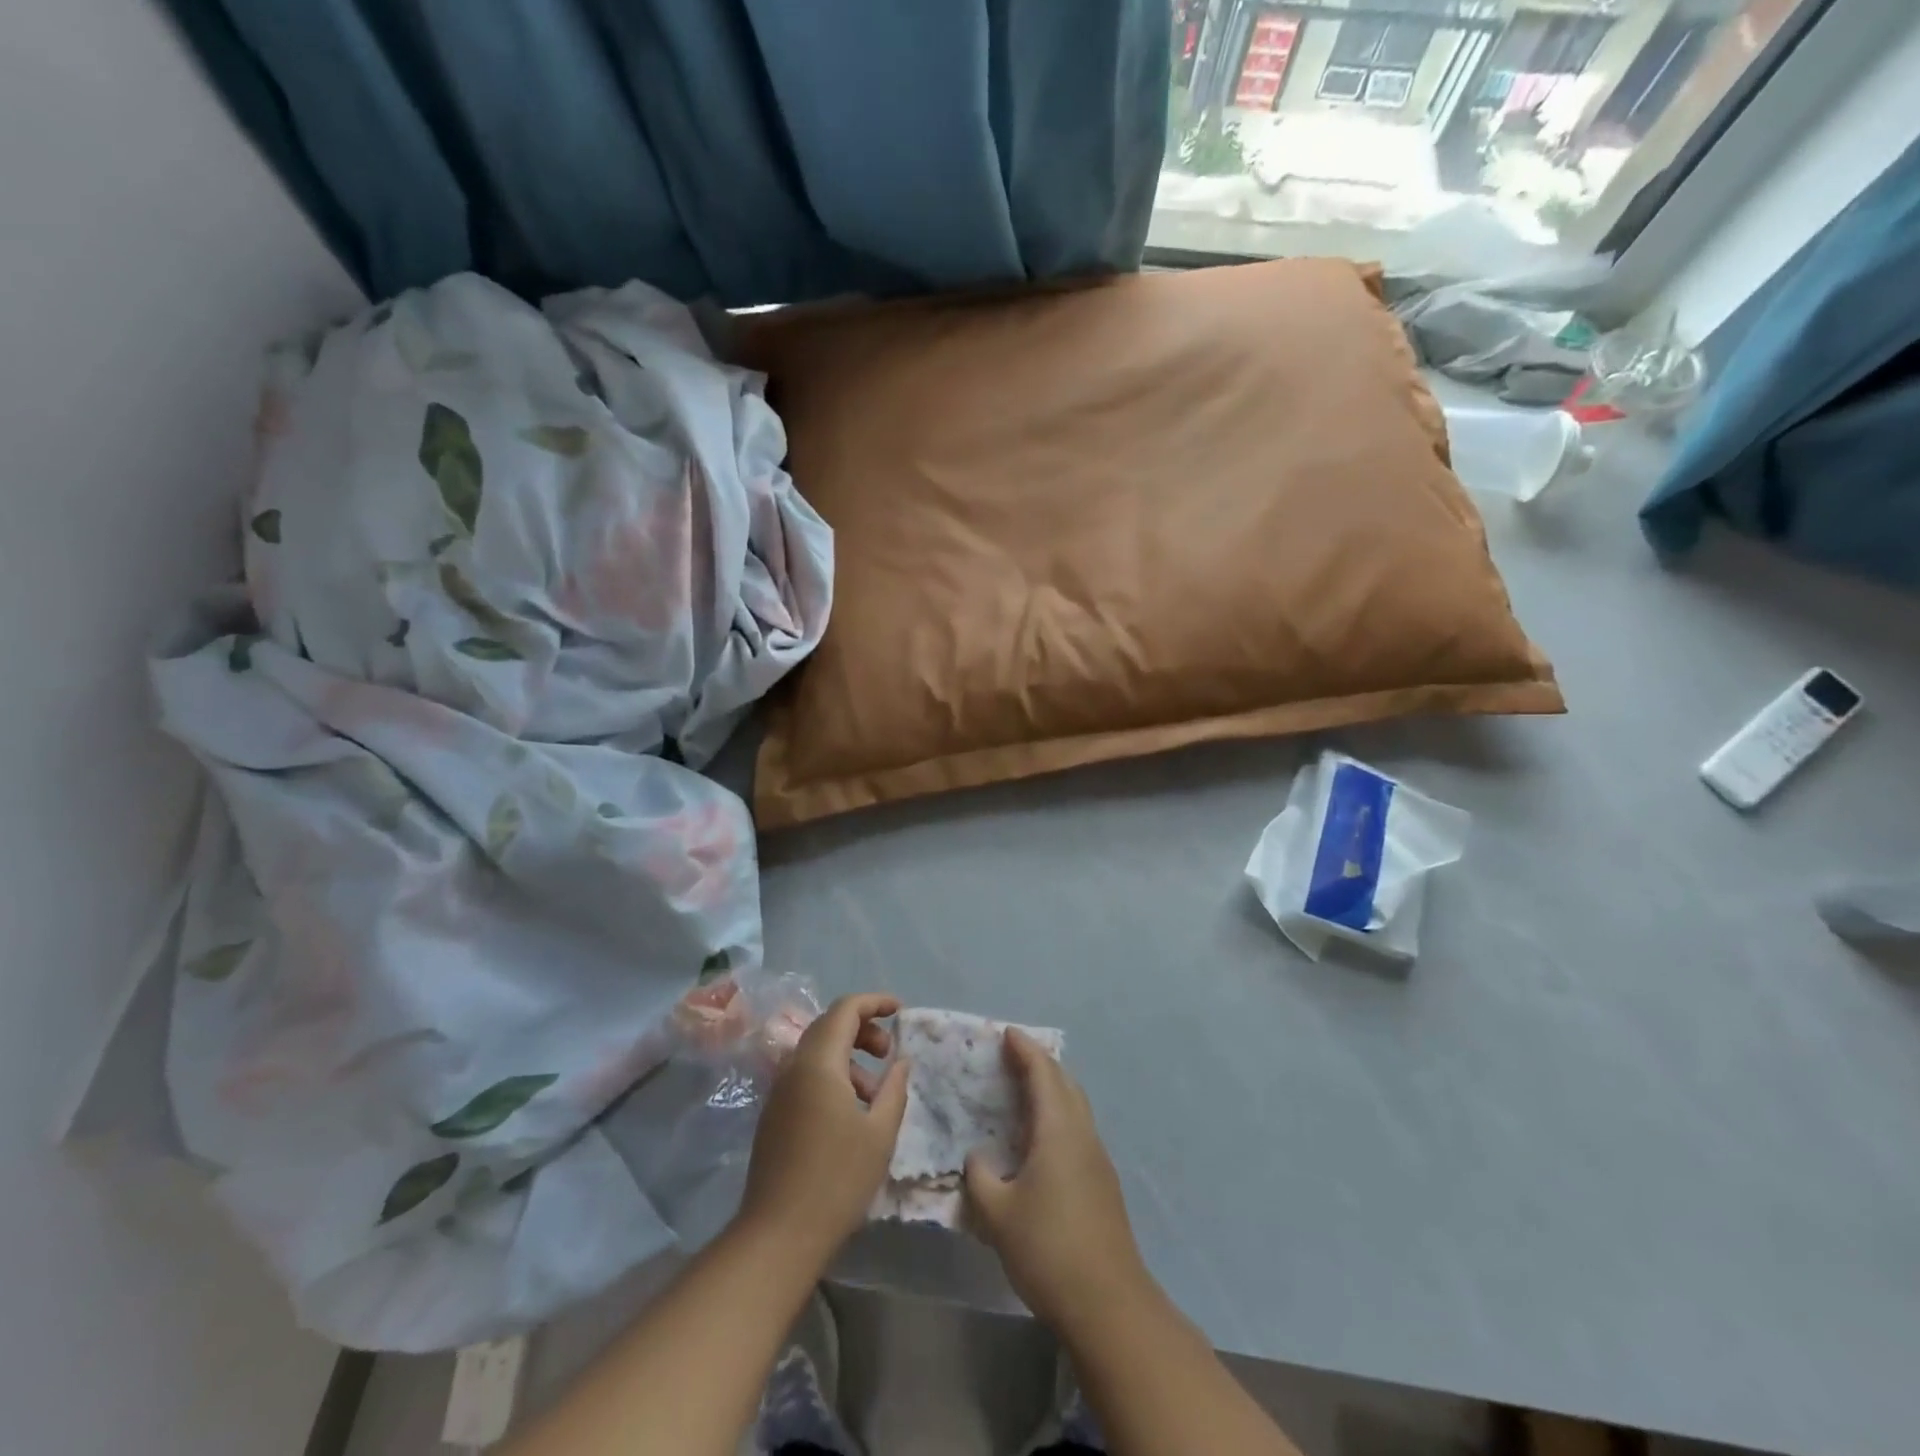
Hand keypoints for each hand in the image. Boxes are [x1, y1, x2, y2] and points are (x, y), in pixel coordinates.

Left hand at [737, 993, 908, 1265]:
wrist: (778, 1236)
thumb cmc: (837, 1180)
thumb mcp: (880, 1133)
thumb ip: (894, 1088)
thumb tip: (901, 1061)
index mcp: (818, 1063)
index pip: (845, 1009)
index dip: (875, 1002)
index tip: (900, 1011)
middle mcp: (793, 1067)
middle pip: (829, 1026)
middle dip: (863, 1029)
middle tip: (889, 1053)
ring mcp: (779, 1091)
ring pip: (817, 1053)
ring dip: (849, 1058)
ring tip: (876, 1094)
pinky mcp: (774, 1114)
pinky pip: (806, 1076)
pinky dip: (833, 1077)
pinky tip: (852, 1113)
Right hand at [964, 1029, 1152, 1331]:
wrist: (1108, 1304)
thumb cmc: (1048, 1248)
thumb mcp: (997, 1213)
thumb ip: (980, 1177)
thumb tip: (977, 1158)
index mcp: (1058, 1129)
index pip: (1043, 1073)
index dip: (1024, 1049)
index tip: (1006, 1031)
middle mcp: (1082, 1133)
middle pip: (1064, 1082)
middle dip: (1039, 1063)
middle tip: (1010, 1056)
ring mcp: (1097, 1158)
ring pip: (1074, 1106)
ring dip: (1050, 1089)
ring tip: (1021, 1091)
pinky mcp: (1102, 1182)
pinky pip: (1077, 1129)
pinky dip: (1056, 1115)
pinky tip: (1038, 1138)